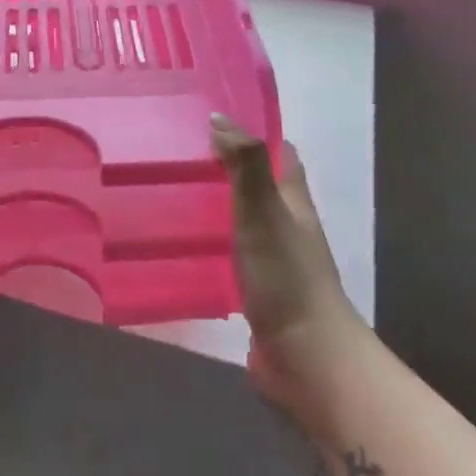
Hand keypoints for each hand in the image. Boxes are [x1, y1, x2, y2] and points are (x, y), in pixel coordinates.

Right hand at [211, 115, 364, 438]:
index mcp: (294, 200)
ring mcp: (273, 259)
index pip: (279, 153)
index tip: (213, 118)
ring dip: (216, 205)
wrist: (305, 358)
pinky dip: (210, 243)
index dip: (253, 132)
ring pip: (243, 219)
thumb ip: (245, 164)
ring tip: (170, 193)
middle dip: (226, 167)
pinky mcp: (257, 290)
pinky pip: (231, 254)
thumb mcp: (263, 211)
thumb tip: (220, 119)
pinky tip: (179, 244)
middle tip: (179, 153)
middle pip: (259, 184)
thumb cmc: (286, 276)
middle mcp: (287, 224)